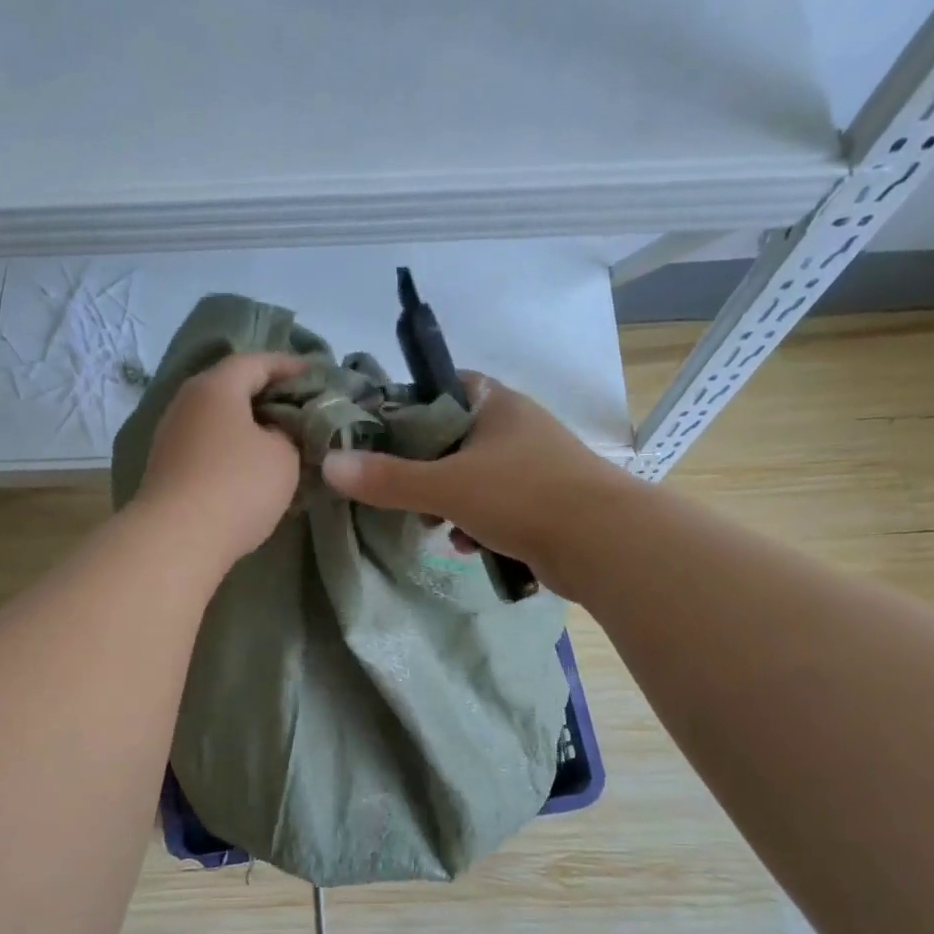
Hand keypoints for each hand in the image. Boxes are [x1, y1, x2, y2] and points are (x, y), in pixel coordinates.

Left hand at [133, 352, 309, 568]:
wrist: (177, 539)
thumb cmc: (237, 486)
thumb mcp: (283, 456)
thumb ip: (287, 433)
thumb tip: (273, 433)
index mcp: (216, 387)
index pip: (256, 361)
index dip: (289, 365)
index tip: (315, 374)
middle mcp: (187, 402)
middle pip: (232, 387)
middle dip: (267, 395)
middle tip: (299, 408)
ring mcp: (171, 436)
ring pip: (218, 419)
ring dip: (247, 426)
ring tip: (279, 440)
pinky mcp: (167, 468)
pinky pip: (207, 445)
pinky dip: (231, 448)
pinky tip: (250, 466)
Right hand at [321, 372, 616, 577]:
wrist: (603, 543)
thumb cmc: (522, 497)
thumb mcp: (445, 486)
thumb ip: (387, 479)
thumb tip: (329, 465)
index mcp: (498, 405)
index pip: (446, 387)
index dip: (412, 406)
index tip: (382, 433)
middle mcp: (518, 428)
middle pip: (455, 439)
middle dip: (425, 469)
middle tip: (399, 490)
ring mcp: (536, 467)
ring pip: (475, 477)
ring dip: (450, 503)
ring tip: (433, 527)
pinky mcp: (546, 504)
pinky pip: (498, 507)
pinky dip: (478, 524)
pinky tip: (469, 547)